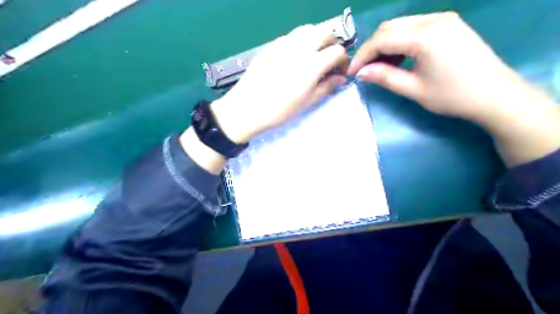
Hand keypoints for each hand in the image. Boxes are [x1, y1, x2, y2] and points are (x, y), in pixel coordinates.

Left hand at [212, 23, 348, 142]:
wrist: (247, 108)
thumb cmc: (279, 110)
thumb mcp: (307, 102)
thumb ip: (326, 87)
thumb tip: (341, 79)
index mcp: (312, 64)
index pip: (337, 51)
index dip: (343, 61)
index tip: (340, 71)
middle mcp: (299, 48)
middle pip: (324, 32)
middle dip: (332, 43)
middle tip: (329, 59)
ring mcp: (283, 44)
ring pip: (307, 30)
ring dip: (316, 38)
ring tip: (314, 55)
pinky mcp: (270, 46)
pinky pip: (290, 36)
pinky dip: (300, 41)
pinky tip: (295, 57)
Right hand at [349, 12, 558, 166]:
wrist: (496, 95)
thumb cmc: (453, 96)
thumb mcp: (414, 89)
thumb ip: (385, 77)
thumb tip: (361, 73)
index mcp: (425, 36)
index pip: (382, 39)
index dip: (363, 55)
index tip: (352, 72)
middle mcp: (434, 19)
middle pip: (389, 27)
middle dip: (372, 48)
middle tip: (364, 69)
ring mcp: (443, 19)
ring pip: (401, 25)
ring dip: (385, 44)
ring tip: (379, 67)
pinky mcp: (449, 25)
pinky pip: (414, 27)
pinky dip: (400, 42)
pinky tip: (398, 59)